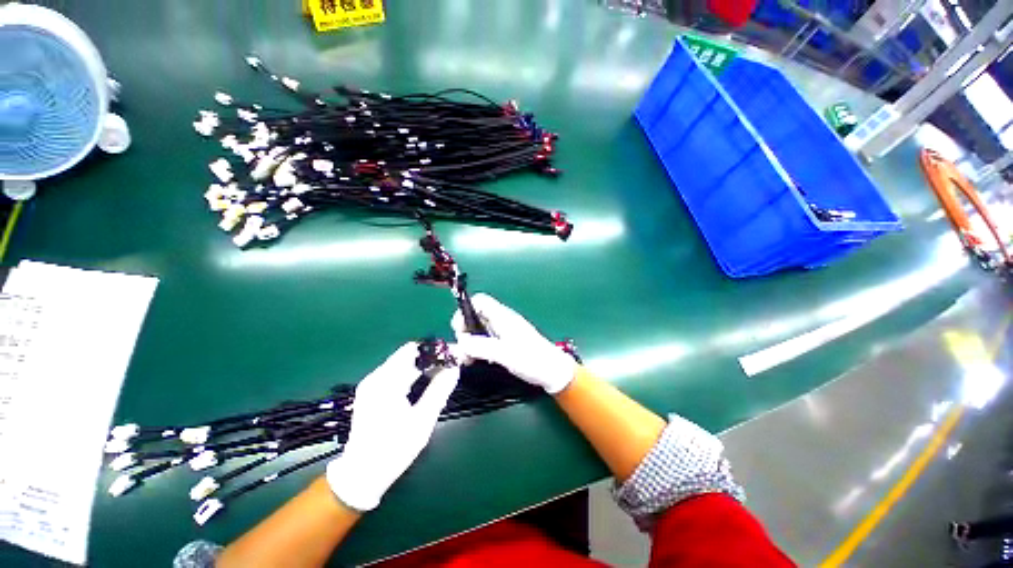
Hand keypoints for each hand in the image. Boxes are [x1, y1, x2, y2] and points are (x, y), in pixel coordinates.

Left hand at [326, 342, 459, 511]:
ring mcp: (372, 384)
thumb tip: (455, 367)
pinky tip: (426, 383)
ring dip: (424, 365)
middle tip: (453, 364)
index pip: (414, 350)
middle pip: (408, 355)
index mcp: (386, 381)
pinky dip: (414, 373)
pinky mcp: (372, 392)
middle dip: (432, 357)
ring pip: (403, 363)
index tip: (454, 355)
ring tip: (444, 372)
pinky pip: (397, 373)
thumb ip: (440, 390)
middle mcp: (376, 377)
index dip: (436, 350)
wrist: (362, 475)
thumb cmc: (394, 449)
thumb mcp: (423, 420)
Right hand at [452, 294, 576, 394]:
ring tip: (467, 360)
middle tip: (462, 350)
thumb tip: (461, 342)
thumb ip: (481, 347)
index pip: (480, 301)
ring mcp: (504, 332)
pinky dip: (477, 349)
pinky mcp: (505, 343)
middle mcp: (502, 321)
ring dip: (469, 343)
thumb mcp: (505, 354)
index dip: (465, 310)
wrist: (553, 372)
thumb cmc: (532, 360)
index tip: (459, 330)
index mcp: (503, 317)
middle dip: (465, 331)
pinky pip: (486, 341)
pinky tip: (477, 361)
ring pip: (479, 330)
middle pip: (476, 316)